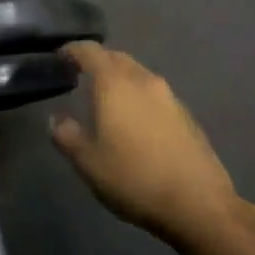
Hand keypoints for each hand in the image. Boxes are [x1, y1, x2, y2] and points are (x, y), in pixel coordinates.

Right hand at [51, 42, 240, 242]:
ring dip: (120, 80)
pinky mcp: (187, 116)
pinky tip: (135, 123)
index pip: (90, 51)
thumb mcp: (89, 163)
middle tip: (80, 78)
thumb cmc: (134, 178)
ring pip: (138, 75)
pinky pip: (155, 95)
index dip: (72, 50)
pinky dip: (139, 98)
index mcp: (115, 84)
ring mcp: (170, 97)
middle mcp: (144, 80)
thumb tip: (55, 120)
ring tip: (106, 101)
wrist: (198, 204)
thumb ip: (67, 136)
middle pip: (117, 58)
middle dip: (98, 62)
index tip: (59, 58)